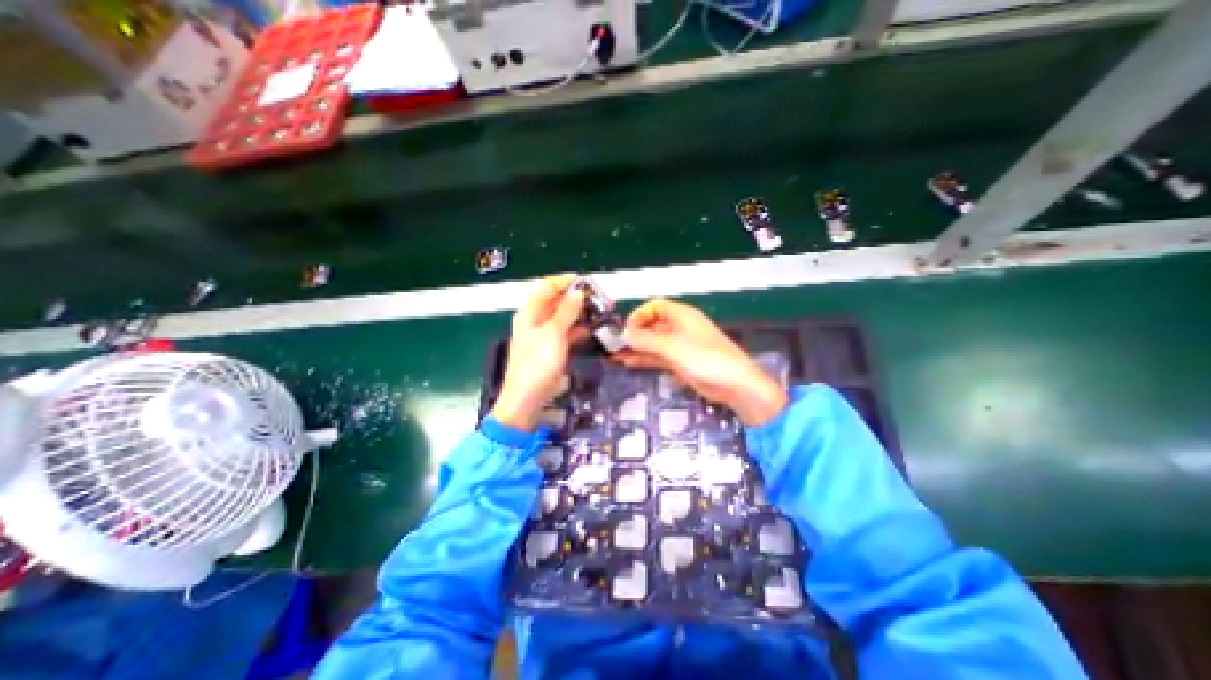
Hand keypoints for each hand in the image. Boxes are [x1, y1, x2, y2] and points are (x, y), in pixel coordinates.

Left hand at [490, 274, 585, 430]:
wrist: (528, 400)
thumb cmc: (537, 364)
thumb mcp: (554, 334)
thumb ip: (567, 311)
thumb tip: (578, 292)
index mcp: (530, 313)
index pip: (546, 287)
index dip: (564, 282)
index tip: (586, 283)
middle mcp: (535, 321)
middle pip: (556, 301)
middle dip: (576, 298)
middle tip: (599, 299)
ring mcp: (544, 336)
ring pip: (563, 317)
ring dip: (580, 314)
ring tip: (600, 312)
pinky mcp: (552, 350)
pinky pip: (566, 333)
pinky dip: (578, 330)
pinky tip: (592, 330)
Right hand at [616, 296, 785, 424]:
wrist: (734, 385)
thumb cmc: (706, 359)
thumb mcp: (673, 347)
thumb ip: (647, 340)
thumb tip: (624, 334)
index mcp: (682, 316)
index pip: (655, 307)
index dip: (639, 315)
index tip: (626, 330)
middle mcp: (680, 327)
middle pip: (652, 324)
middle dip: (635, 333)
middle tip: (616, 345)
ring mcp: (680, 346)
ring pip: (654, 342)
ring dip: (637, 347)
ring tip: (616, 355)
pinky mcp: (681, 362)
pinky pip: (659, 356)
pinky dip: (645, 358)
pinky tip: (630, 363)